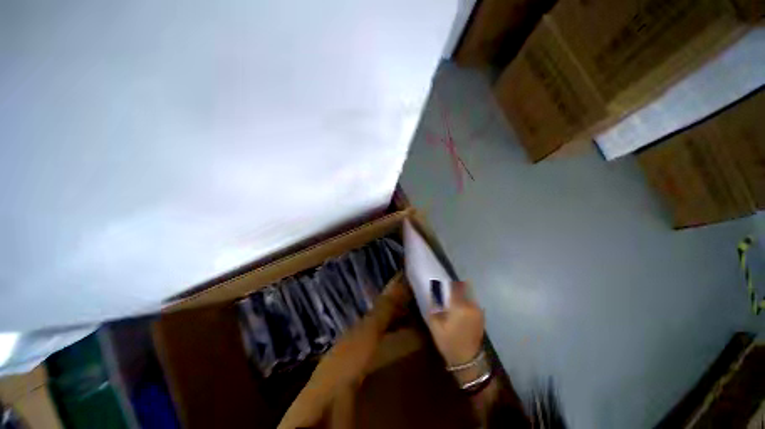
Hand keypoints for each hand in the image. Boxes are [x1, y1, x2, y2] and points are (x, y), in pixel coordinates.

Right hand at [426, 281, 484, 367]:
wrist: (468, 361)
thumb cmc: (449, 342)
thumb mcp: (435, 325)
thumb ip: (434, 306)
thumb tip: (432, 293)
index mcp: (460, 306)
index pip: (454, 287)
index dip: (448, 283)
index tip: (441, 283)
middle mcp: (471, 305)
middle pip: (463, 289)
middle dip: (455, 287)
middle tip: (447, 290)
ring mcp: (478, 311)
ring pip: (469, 295)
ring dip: (461, 293)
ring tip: (453, 298)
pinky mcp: (481, 316)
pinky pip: (472, 302)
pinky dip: (466, 300)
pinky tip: (459, 307)